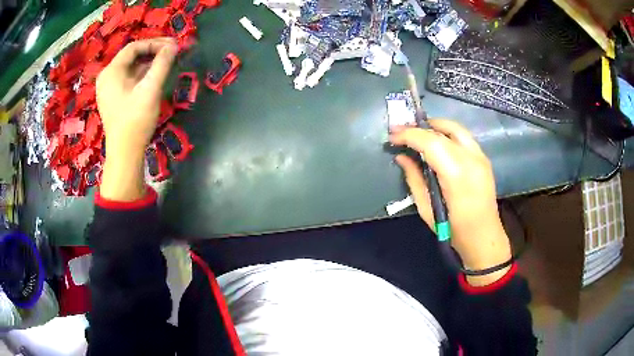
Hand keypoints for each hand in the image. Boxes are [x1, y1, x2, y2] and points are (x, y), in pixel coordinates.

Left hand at [96, 38, 176, 200]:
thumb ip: (162, 63)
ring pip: (130, 68)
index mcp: (111, 71)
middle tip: (171, 53)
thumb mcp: (150, 89)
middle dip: (152, 52)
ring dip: (148, 63)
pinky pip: (128, 79)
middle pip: (131, 56)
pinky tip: (154, 78)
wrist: (125, 153)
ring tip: (166, 65)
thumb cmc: (135, 120)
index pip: (134, 47)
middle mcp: (106, 77)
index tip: (173, 46)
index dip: (154, 43)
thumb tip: (173, 46)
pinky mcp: (112, 98)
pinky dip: (142, 75)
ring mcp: (108, 89)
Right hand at [389, 120, 511, 285]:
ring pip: (455, 128)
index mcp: (457, 175)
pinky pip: (463, 136)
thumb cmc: (453, 230)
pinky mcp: (484, 158)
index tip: (392, 136)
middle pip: (441, 131)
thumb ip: (414, 179)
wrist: (483, 236)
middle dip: (418, 128)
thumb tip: (401, 157)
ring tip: (417, 131)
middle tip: (401, 131)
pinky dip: (447, 133)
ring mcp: (481, 156)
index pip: (430, 142)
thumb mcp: (427, 209)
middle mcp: (471, 159)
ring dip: (434, 126)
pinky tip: (436, 141)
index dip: (409, 135)